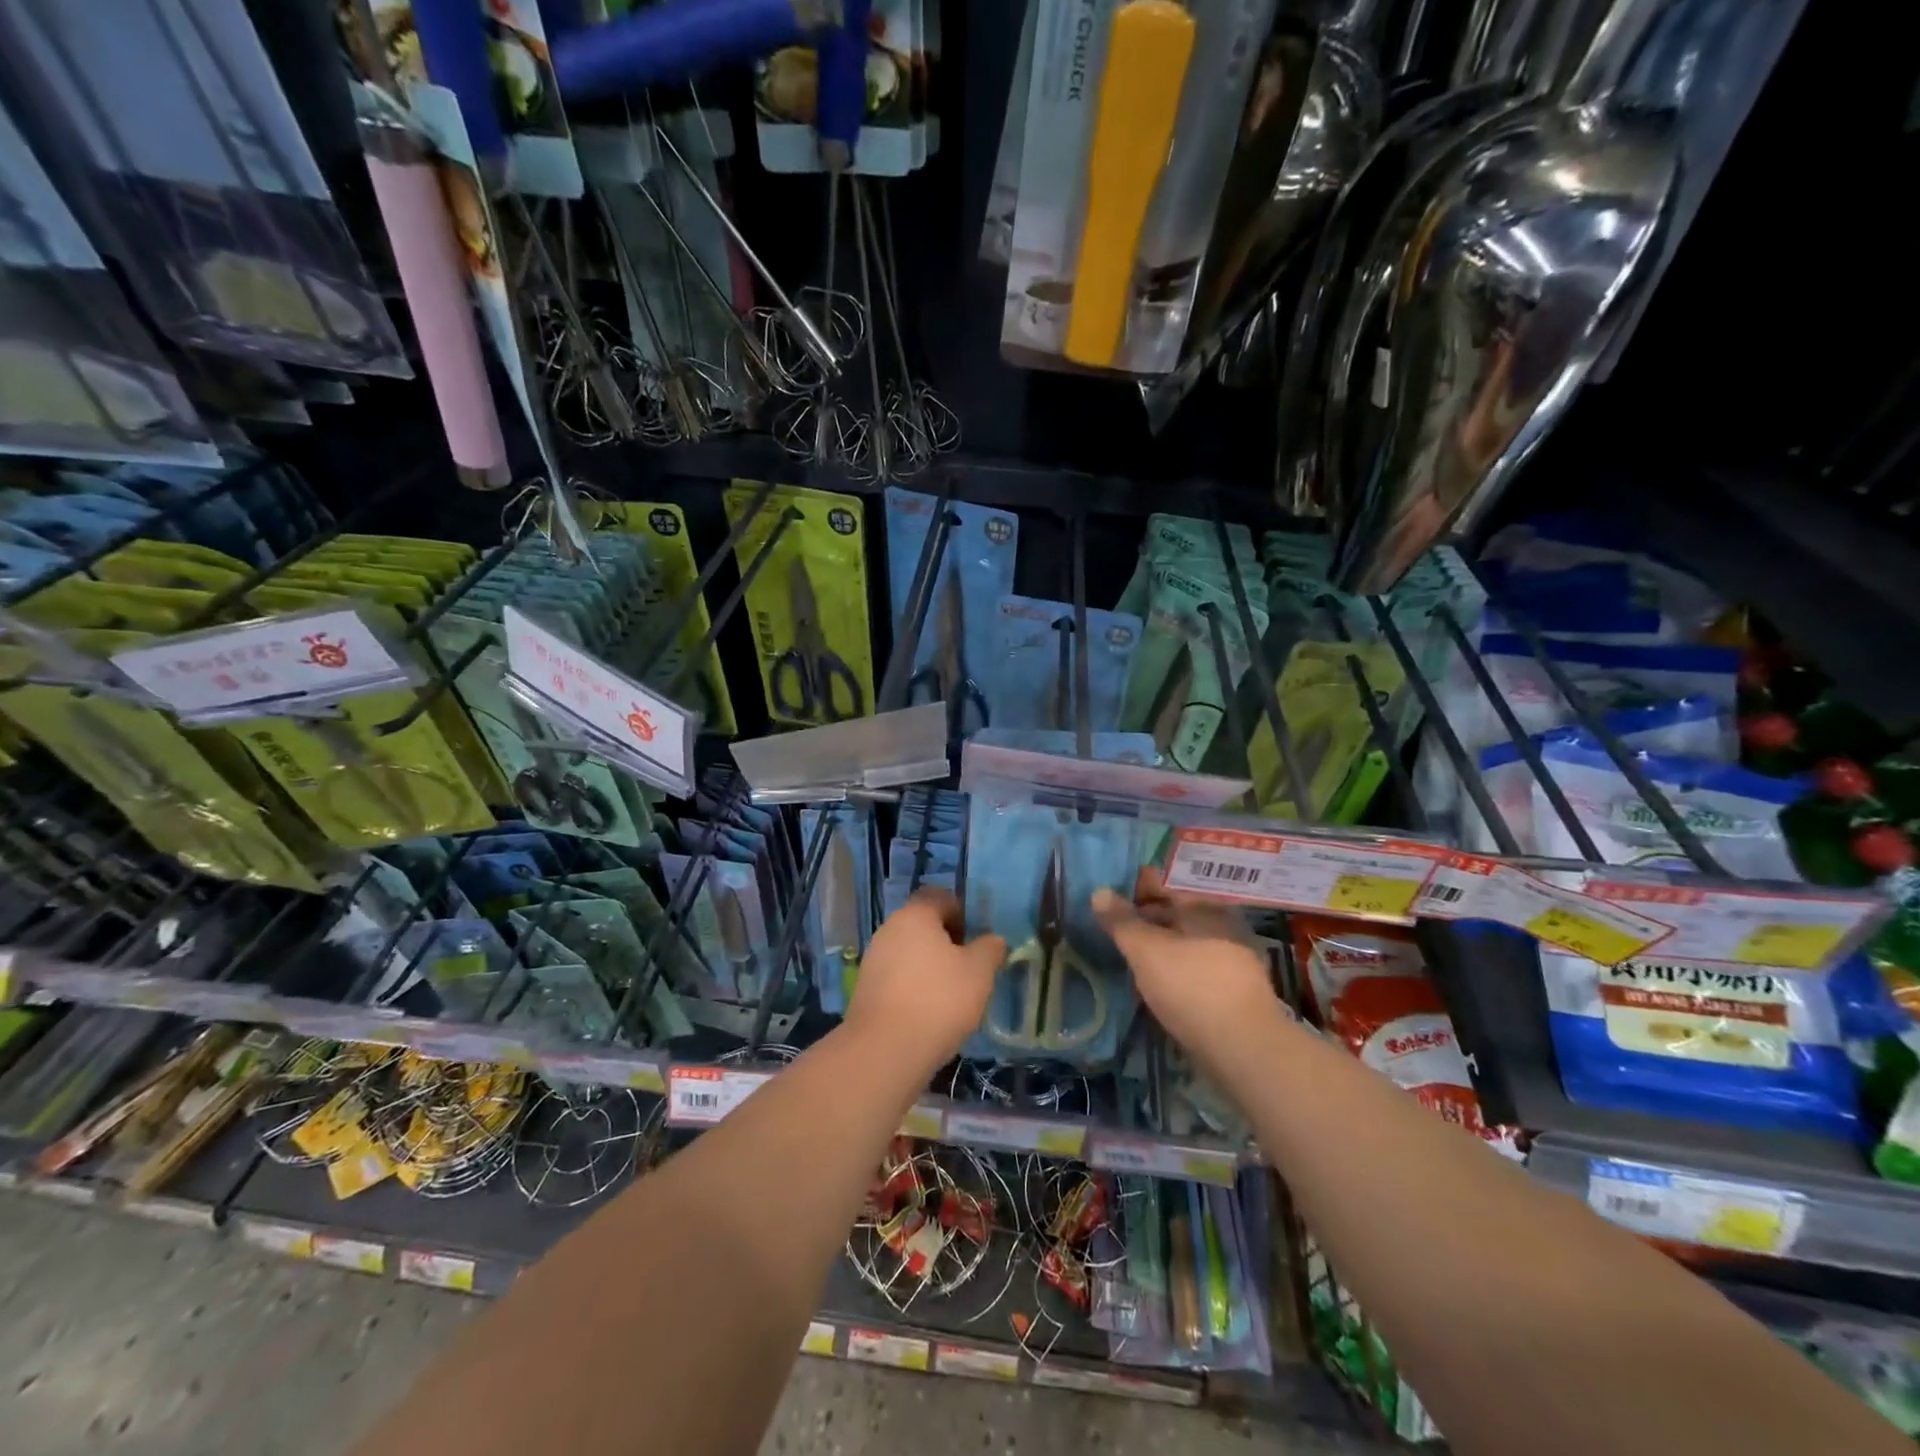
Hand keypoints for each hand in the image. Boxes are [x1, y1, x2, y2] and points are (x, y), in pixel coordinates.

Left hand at [845, 888, 1005, 1071]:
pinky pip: (897, 978)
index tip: (977, 939)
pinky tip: (929, 1013)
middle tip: (969, 968)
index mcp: (915, 915)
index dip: (962, 912)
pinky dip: (914, 987)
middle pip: (922, 925)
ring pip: (909, 953)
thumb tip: (993, 940)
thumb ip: (990, 949)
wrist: (885, 1049)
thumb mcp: (979, 972)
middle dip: (946, 942)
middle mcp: (889, 929)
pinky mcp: (865, 990)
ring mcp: (873, 959)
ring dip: (929, 967)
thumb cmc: (939, 999)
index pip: (939, 897)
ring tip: (952, 995)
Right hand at [1092, 868, 1284, 1061]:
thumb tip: (1099, 891)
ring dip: (1160, 947)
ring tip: (1131, 959)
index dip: (1136, 888)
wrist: (1244, 1049)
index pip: (1165, 883)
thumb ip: (1121, 921)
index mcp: (1205, 906)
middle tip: (1115, 930)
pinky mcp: (1235, 991)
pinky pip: (1196, 968)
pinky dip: (1175, 970)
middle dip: (1146, 919)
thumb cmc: (1191, 987)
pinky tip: (1157, 986)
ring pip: (1187, 942)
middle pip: (1177, 912)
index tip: (1110, 901)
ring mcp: (1233, 959)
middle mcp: (1224, 925)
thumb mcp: (1146, 950)